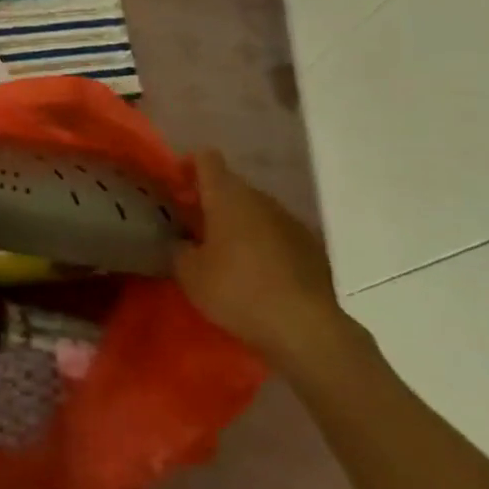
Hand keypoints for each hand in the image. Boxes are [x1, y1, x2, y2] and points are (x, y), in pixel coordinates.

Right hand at [175, 149, 348, 370]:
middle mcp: (261, 199)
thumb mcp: (189, 273)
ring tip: (225, 254)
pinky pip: (277, 233)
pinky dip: (263, 243)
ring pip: (256, 210)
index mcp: (228, 196)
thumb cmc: (238, 291)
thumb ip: (179, 248)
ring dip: (238, 223)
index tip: (176, 187)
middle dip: (210, 200)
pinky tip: (257, 273)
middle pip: (231, 186)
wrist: (306, 329)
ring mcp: (291, 221)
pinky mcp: (312, 247)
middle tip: (193, 227)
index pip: (206, 159)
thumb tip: (184, 242)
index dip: (188, 166)